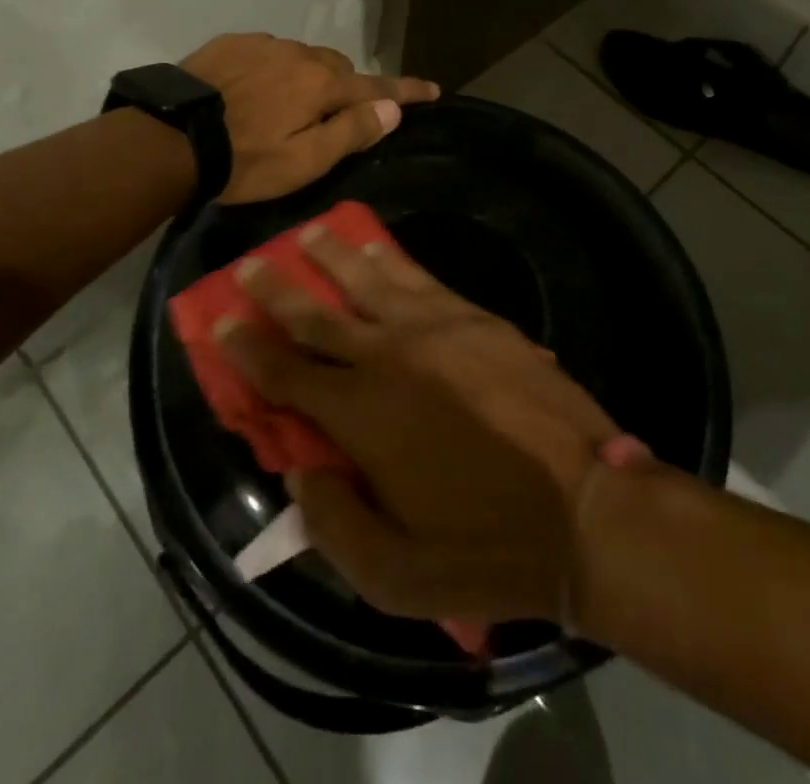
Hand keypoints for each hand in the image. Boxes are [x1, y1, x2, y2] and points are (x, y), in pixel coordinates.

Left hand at [180, 34, 436, 203]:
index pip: (377, 87)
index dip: (406, 91)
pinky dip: (273, 69)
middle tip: (337, 114)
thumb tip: (392, 110)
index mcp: (321, 85)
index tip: (433, 89)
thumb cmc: (244, 161)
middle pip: (338, 68)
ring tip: (288, 105)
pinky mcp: (231, 44)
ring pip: (301, 58)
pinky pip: (267, 53)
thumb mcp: (304, 161)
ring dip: (307, 77)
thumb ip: (350, 132)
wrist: (170, 138)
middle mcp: (298, 54)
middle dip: (346, 86)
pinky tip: (253, 90)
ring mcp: (262, 44)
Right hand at [216, 222, 621, 623]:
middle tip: (252, 262)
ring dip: (334, 256)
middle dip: (279, 287)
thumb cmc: (487, 549)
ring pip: (369, 280)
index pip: (287, 373)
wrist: (588, 509)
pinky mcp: (477, 319)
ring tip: (310, 232)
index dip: (248, 347)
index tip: (220, 320)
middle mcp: (390, 357)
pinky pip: (421, 278)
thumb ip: (334, 526)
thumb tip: (301, 475)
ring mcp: (436, 329)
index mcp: (363, 416)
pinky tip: (379, 250)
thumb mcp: (396, 577)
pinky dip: (392, 260)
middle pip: (319, 314)